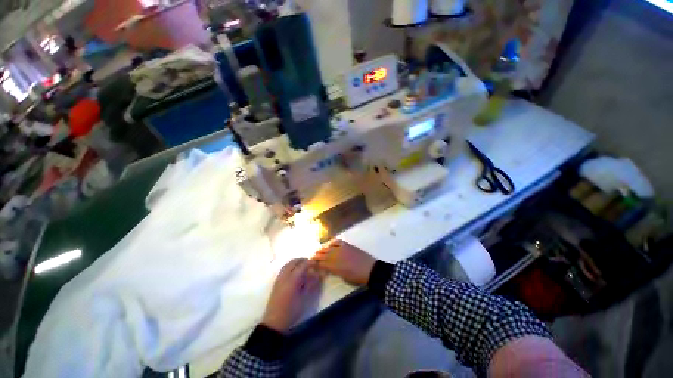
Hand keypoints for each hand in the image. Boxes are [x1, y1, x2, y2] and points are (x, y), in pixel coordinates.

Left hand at [262, 258, 321, 331]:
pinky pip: (284, 269)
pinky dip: (290, 266)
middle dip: (302, 260)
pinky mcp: (276, 283)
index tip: (317, 264)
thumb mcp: (304, 298)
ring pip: (288, 264)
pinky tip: (295, 273)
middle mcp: (285, 276)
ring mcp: (279, 278)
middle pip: (294, 262)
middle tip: (310, 264)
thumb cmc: (291, 311)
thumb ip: (311, 284)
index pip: (302, 265)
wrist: (274, 322)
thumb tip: (317, 274)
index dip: (310, 262)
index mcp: (292, 279)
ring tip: (303, 266)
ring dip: (296, 263)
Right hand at [313, 239, 375, 286]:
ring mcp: (342, 249)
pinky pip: (338, 241)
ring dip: (322, 249)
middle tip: (311, 257)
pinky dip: (332, 242)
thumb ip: (335, 271)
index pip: (322, 264)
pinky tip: (329, 244)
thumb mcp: (344, 278)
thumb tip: (330, 268)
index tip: (311, 264)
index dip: (315, 264)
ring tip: (318, 251)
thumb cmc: (357, 278)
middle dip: (317, 256)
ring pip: (329, 248)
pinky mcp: (348, 245)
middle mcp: (336, 256)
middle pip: (323, 255)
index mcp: (335, 266)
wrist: (370, 270)